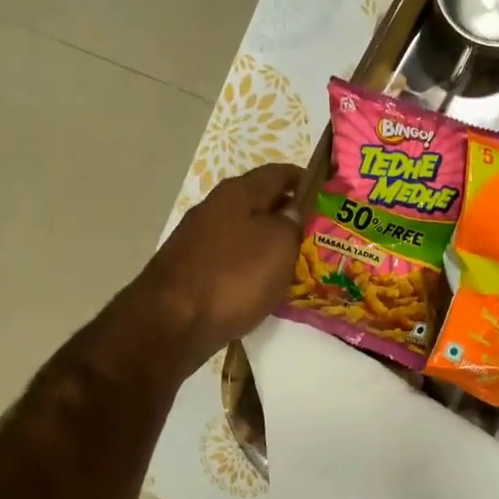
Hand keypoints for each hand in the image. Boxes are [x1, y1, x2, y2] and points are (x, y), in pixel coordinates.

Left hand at [137, 164, 302, 370]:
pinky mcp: (191, 270)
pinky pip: (231, 260)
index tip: (328, 195)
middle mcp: (214, 208)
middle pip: (259, 203)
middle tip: (319, 235)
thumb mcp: (278, 244)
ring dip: (269, 243)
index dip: (305, 181)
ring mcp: (198, 240)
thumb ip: (292, 221)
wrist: (170, 324)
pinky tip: (265, 285)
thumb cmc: (232, 277)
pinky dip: (251, 267)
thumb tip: (293, 209)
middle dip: (289, 215)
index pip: (279, 173)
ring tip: (298, 263)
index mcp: (236, 193)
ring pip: (245, 233)